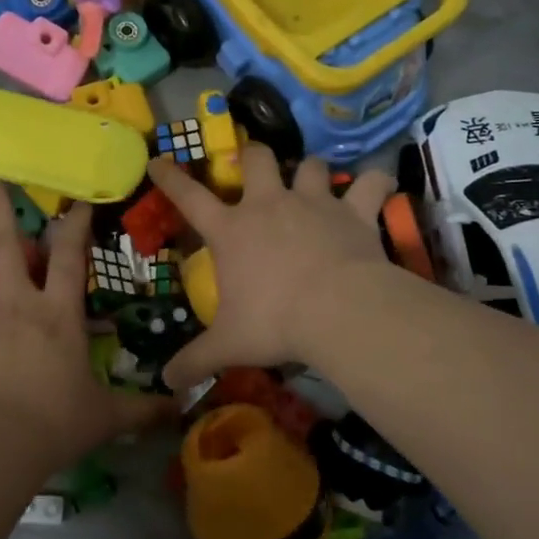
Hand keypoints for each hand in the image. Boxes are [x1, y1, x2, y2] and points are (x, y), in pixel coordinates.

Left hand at [0, 181, 174, 468]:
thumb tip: (179, 407)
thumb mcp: (107, 416)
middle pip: (6, 250)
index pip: (71, 259)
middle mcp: (16, 307)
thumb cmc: (59, 422)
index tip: (75, 201)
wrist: (1, 444)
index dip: (75, 227)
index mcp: (57, 314)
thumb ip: (142, 409)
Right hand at [146, 144, 395, 391]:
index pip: (189, 197)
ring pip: (310, 165)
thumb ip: (195, 360)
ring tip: (313, 182)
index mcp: (231, 230)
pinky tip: (378, 186)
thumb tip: (166, 382)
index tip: (159, 161)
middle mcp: (269, 204)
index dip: (171, 178)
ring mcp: (313, 202)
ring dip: (310, 171)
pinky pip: (371, 183)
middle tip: (256, 166)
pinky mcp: (353, 211)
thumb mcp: (228, 345)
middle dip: (254, 156)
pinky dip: (376, 183)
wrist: (338, 311)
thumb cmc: (275, 323)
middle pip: (257, 158)